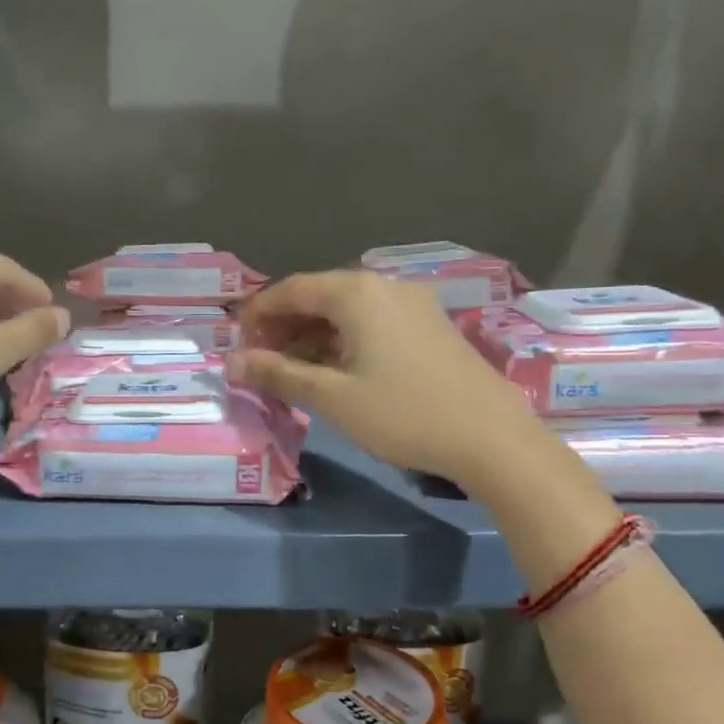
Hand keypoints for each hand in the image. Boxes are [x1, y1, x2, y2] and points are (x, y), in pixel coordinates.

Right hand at [230, 271, 529, 485]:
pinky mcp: (431, 325)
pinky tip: (336, 367)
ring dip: (314, 333)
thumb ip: (278, 374)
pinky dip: (345, 338)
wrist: (492, 437)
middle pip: (320, 295)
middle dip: (285, 324)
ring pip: (348, 309)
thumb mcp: (332, 397)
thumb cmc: (403, 414)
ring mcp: (413, 303)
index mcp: (357, 293)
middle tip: (260, 358)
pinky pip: (373, 321)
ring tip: (291, 367)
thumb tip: (232, 362)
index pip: (292, 289)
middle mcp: (384, 286)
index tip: (236, 341)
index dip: (258, 312)